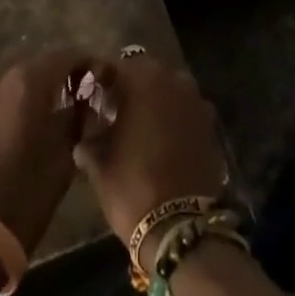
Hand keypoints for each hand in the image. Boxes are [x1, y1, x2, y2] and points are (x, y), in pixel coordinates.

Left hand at [0, 48, 96, 253]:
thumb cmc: (22, 196)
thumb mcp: (62, 159)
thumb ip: (74, 120)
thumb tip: (81, 103)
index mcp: (27, 80)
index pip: (65, 55)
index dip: (83, 63)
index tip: (95, 75)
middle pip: (33, 64)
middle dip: (51, 76)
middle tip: (66, 96)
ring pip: (5, 80)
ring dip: (22, 91)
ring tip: (34, 114)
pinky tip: (6, 130)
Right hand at [72, 55, 226, 269]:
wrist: (181, 228)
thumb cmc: (133, 187)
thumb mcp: (99, 165)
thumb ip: (89, 142)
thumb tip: (83, 139)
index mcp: (144, 79)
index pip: (116, 67)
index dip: (102, 81)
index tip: (93, 99)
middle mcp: (173, 79)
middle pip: (146, 74)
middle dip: (130, 88)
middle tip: (114, 113)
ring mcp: (196, 101)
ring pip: (168, 90)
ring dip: (155, 102)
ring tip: (140, 128)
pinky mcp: (211, 125)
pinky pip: (186, 111)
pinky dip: (174, 119)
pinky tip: (162, 143)